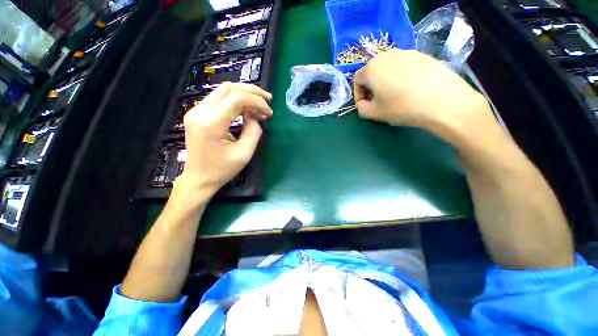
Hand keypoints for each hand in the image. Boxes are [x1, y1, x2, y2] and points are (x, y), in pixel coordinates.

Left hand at [179, 82, 272, 197]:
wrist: (198, 179)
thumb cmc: (222, 170)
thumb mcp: (244, 153)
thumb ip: (253, 131)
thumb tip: (254, 116)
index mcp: (212, 122)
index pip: (238, 98)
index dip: (257, 101)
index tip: (269, 113)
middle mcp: (200, 111)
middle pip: (229, 88)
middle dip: (252, 91)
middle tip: (268, 99)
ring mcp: (195, 111)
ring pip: (223, 91)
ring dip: (244, 94)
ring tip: (259, 104)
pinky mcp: (196, 114)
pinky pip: (218, 99)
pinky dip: (234, 101)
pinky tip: (245, 109)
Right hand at [353, 50, 492, 137]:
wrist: (442, 101)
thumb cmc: (402, 107)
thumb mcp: (374, 113)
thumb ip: (361, 108)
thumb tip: (363, 103)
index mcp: (372, 68)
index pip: (357, 79)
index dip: (358, 94)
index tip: (365, 105)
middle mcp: (386, 55)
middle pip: (372, 71)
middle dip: (370, 87)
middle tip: (377, 100)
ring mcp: (406, 52)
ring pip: (387, 67)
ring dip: (384, 81)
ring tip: (393, 95)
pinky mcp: (421, 55)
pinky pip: (403, 65)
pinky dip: (400, 76)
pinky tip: (409, 88)